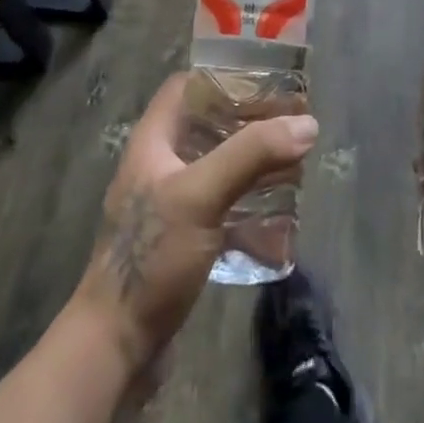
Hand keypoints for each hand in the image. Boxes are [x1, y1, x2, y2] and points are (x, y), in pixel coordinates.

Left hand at [73, 73, 317, 374]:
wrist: (116, 346)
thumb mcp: (201, 195)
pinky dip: (248, 200)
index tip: (267, 79)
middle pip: (207, 125)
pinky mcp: (182, 238)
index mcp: (153, 141)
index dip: (223, 76)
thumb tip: (307, 123)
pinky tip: (278, 211)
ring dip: (252, 161)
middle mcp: (160, 165)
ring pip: (217, 165)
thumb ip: (251, 155)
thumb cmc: (151, 257)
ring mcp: (170, 204)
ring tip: (293, 161)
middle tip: (292, 122)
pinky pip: (221, 204)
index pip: (186, 87)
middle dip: (249, 120)